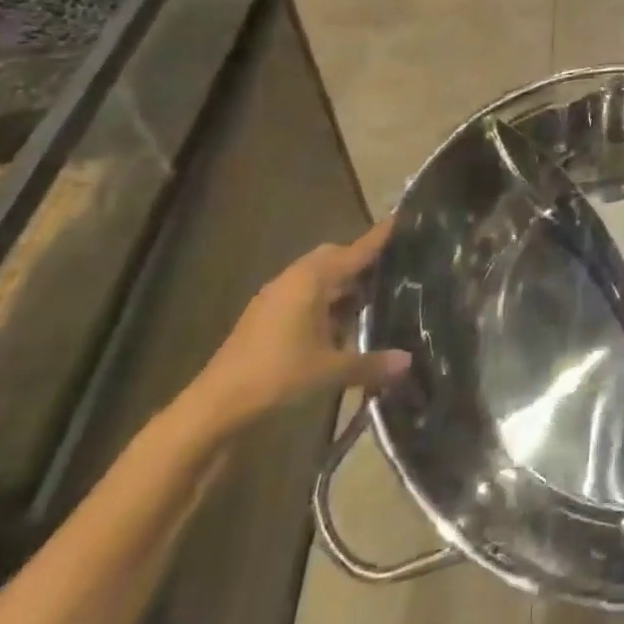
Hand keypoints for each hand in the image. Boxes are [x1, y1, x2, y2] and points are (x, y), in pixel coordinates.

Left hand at [185, 218, 410, 437]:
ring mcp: (275, 297)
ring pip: (316, 277)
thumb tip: (408, 362)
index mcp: (312, 280)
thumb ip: (371, 363)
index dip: (379, 236)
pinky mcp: (264, 316)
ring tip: (370, 296)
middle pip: (333, 257)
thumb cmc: (276, 375)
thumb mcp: (330, 371)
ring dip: (341, 282)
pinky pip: (303, 294)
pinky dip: (324, 299)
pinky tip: (338, 323)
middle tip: (390, 266)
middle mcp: (293, 279)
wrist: (214, 406)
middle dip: (359, 259)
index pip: (355, 250)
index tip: (401, 218)